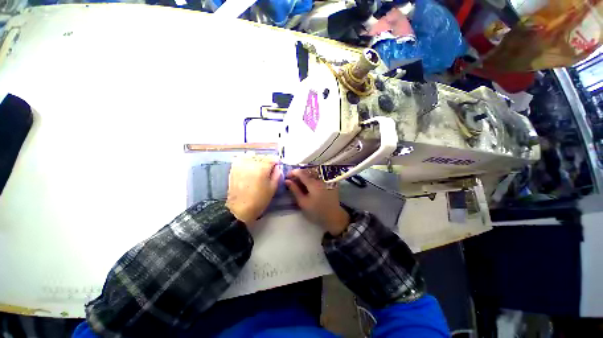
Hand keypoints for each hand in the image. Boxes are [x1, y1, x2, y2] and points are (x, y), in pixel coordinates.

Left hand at [226, 154, 280, 225]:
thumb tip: (278, 167)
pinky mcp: (234, 168)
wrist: (239, 209)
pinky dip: (247, 160)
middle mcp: (251, 163)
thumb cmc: (259, 200)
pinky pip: (242, 158)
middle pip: (262, 156)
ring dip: (257, 159)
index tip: (277, 167)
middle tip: (268, 170)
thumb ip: (277, 175)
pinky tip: (249, 167)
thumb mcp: (273, 188)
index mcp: (262, 168)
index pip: (272, 158)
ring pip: (252, 155)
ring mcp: (241, 164)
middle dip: (267, 161)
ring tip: (258, 168)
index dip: (276, 162)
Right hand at [285, 169, 349, 235]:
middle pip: (307, 171)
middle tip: (293, 180)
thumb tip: (287, 181)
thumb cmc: (316, 211)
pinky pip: (319, 175)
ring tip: (300, 182)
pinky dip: (312, 177)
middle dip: (299, 174)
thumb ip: (294, 190)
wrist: (333, 216)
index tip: (287, 177)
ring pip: (313, 172)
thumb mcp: (303, 202)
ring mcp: (326, 179)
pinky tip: (309, 184)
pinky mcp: (330, 181)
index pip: (301, 172)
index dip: (293, 172)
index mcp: (313, 183)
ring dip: (305, 175)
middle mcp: (321, 178)